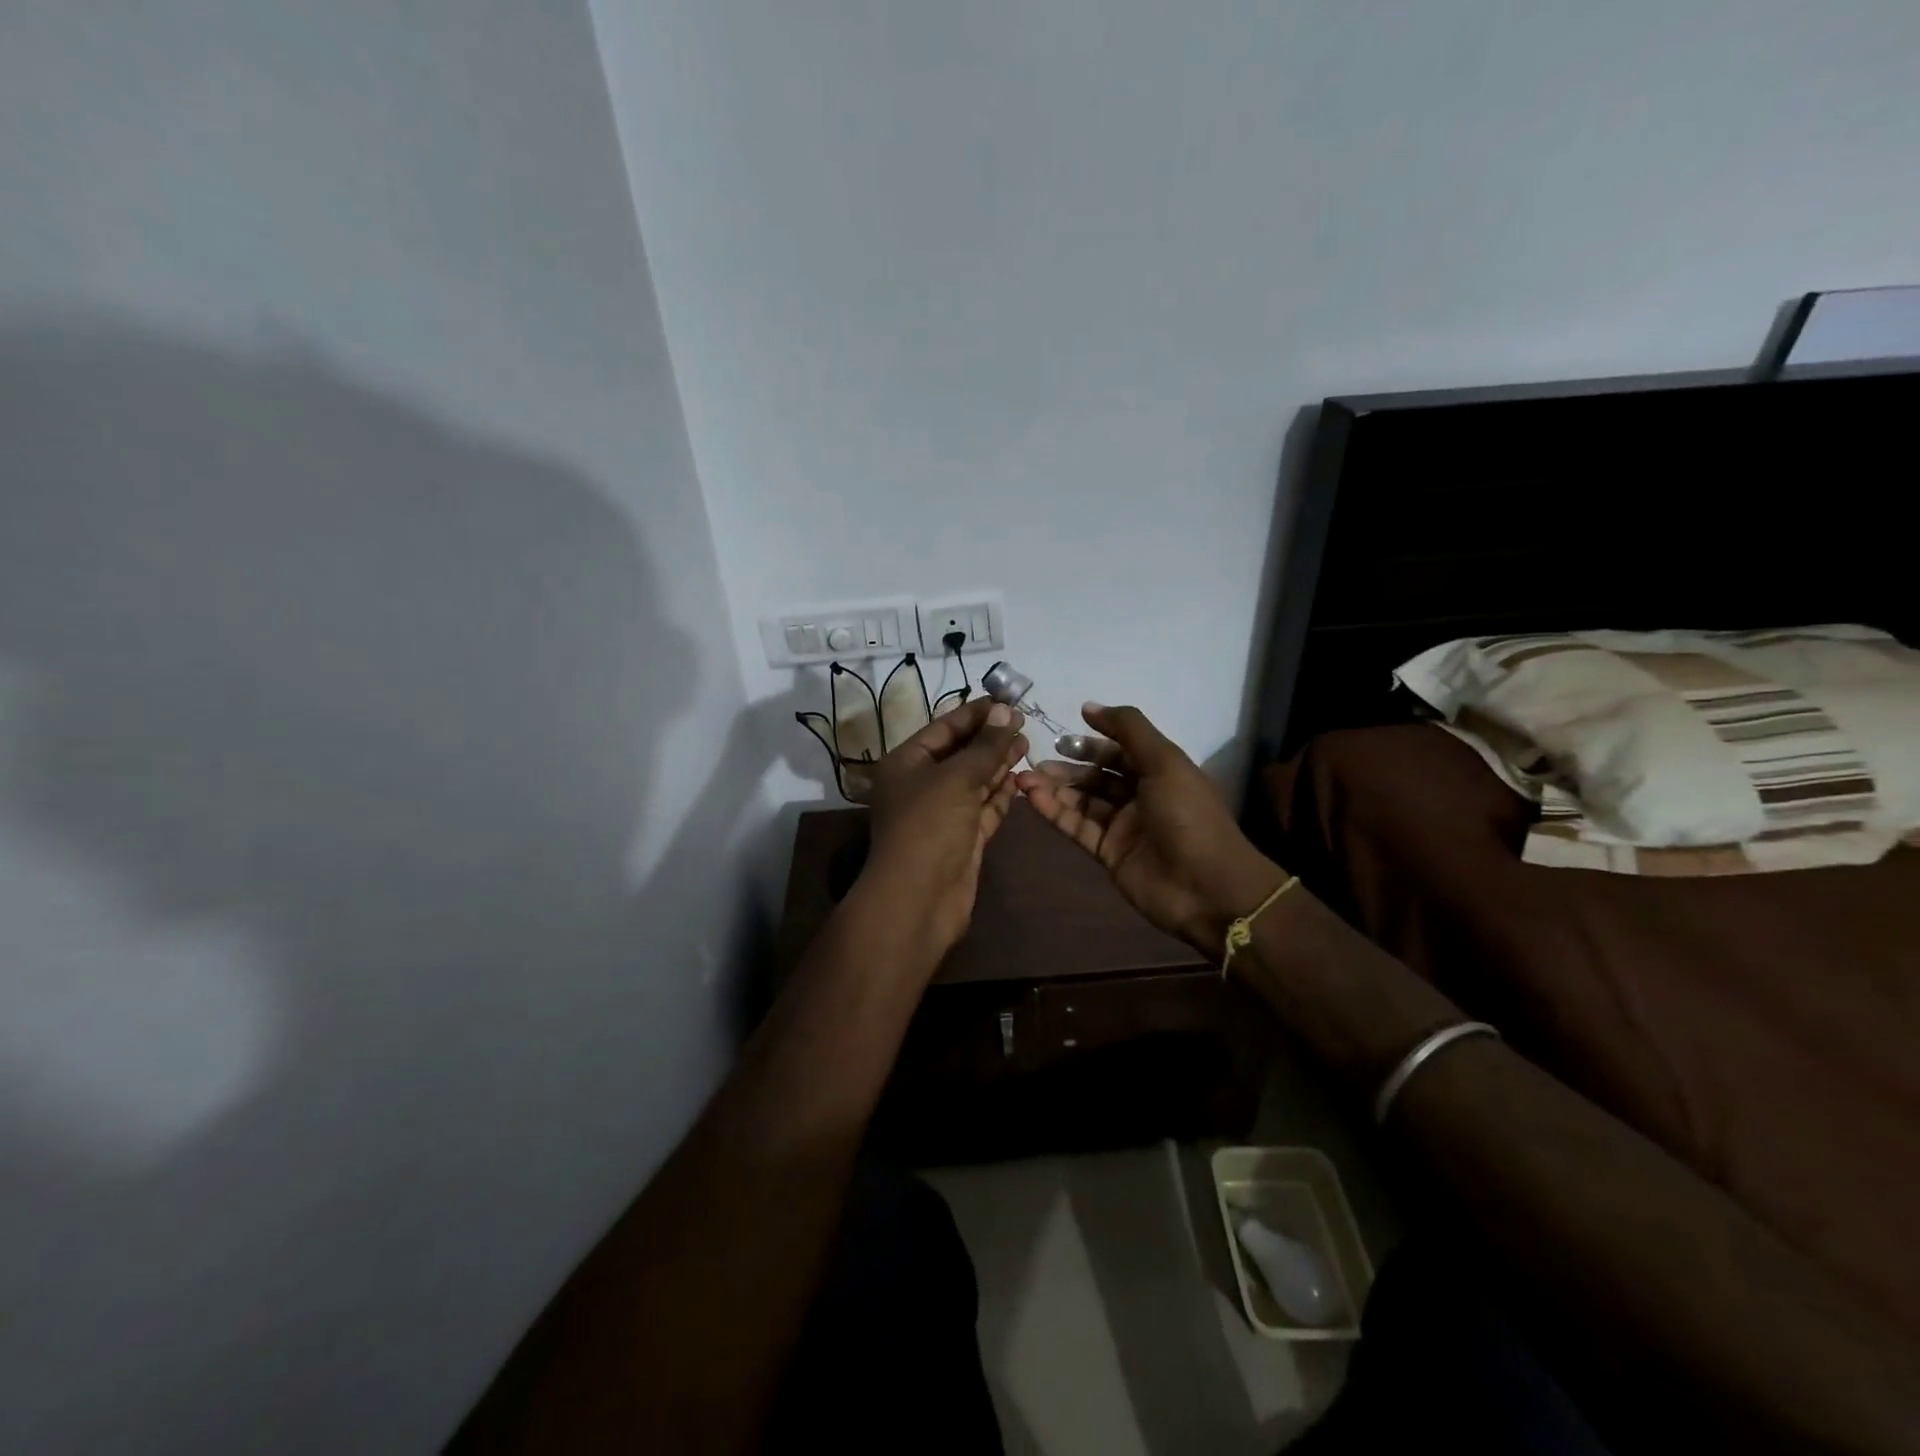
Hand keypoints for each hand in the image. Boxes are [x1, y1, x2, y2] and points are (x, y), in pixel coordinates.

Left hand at [861, 695, 1028, 963]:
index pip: (943, 728)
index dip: (975, 714)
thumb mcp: (957, 778)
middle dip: (990, 738)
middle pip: (960, 754)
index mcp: (906, 763)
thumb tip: (1006, 711)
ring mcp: (942, 813)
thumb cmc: (929, 825)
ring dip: (998, 764)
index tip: (1007, 701)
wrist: (920, 897)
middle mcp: (921, 785)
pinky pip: (983, 808)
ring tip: (1027, 744)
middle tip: (1023, 722)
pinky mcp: (962, 838)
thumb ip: (985, 746)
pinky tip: (1020, 778)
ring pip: (974, 781)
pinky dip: (1000, 794)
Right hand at [1016, 703, 1287, 957]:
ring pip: (1082, 800)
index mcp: (1159, 771)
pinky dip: (1054, 812)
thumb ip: (1128, 729)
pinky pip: (1077, 826)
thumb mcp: (1164, 761)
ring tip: (1024, 778)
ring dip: (1055, 788)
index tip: (1060, 735)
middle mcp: (1140, 796)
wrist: (1205, 887)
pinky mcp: (1108, 852)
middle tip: (1035, 760)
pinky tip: (1032, 798)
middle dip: (1067, 766)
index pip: (1119, 750)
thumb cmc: (1188, 815)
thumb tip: (1089, 706)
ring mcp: (1123, 826)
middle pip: (1097, 775)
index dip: (1092, 742)